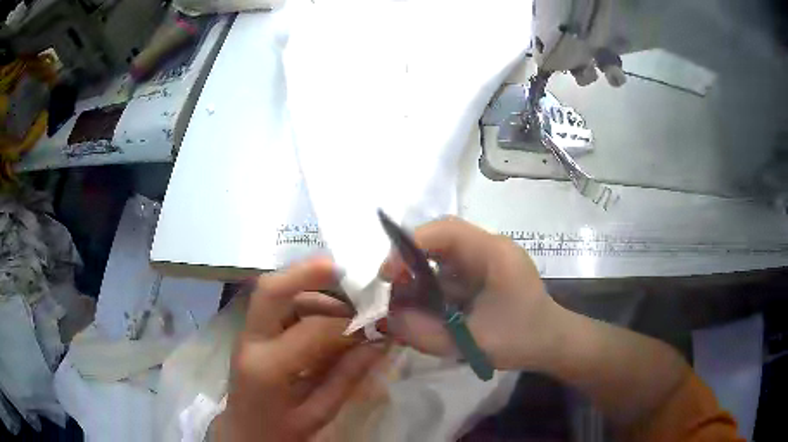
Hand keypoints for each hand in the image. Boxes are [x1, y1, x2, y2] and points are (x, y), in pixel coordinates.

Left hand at [214, 258, 384, 441]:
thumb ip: (347, 377)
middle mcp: (250, 342)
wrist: (244, 435)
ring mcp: (245, 334)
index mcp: (267, 368)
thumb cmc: (279, 432)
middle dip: (309, 273)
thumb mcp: (318, 414)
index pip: (312, 330)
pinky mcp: (249, 333)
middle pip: (272, 290)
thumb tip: (380, 342)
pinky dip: (301, 300)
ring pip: (273, 292)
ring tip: (344, 304)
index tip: (376, 323)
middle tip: (346, 271)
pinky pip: (275, 305)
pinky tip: (324, 315)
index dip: (348, 324)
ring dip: (309, 288)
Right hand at [382, 217, 560, 369]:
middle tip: (391, 286)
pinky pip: (448, 269)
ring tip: (404, 300)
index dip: (410, 245)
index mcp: (494, 254)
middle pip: (440, 237)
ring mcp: (486, 258)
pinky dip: (429, 284)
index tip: (388, 274)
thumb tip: (387, 318)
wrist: (552, 342)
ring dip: (418, 272)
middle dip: (409, 259)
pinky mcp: (482, 272)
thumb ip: (425, 333)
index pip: (446, 231)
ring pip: (441, 253)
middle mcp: (489, 247)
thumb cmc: (521, 340)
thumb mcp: (470, 343)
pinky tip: (423, 305)